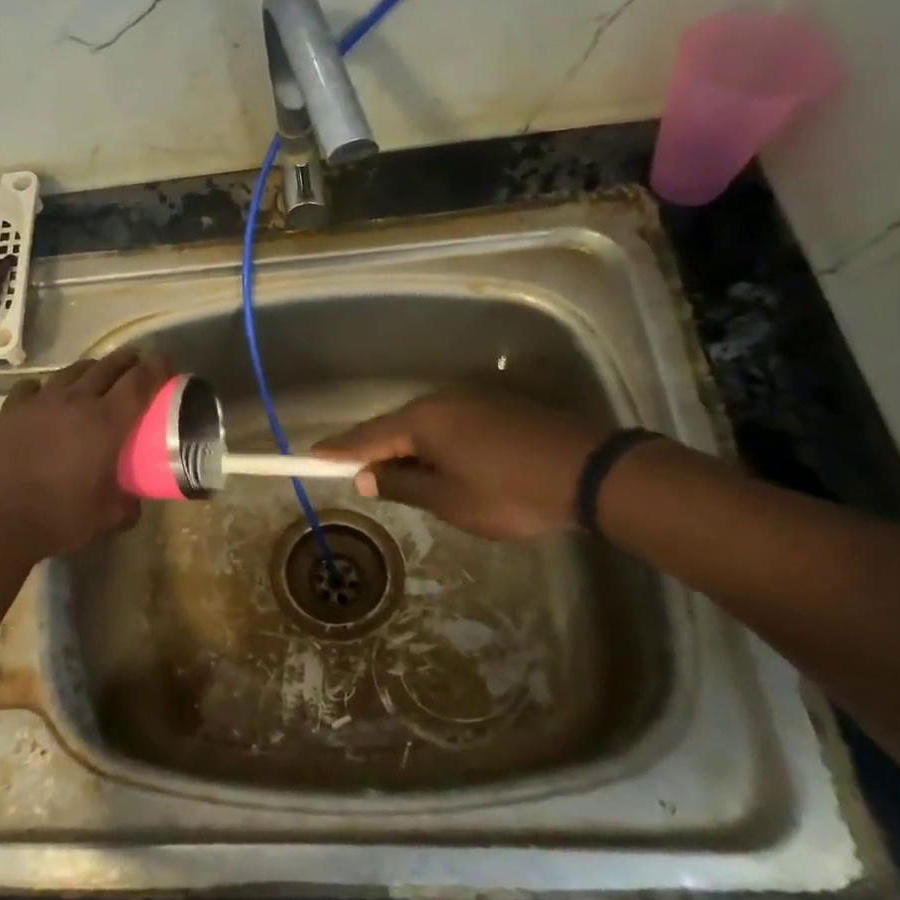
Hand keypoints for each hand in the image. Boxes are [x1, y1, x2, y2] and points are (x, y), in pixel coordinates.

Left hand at [0, 347, 170, 562]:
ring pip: (72, 370)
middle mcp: (76, 401)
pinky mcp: (11, 410)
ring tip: (96, 375)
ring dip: (91, 369)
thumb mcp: (107, 517)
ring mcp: (41, 402)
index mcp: (106, 422)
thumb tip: (134, 500)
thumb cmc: (59, 518)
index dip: (157, 368)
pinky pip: (32, 387)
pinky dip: (45, 388)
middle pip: (108, 366)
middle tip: (138, 364)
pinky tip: (45, 397)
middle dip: (128, 361)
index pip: (140, 381)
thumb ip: (128, 504)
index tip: (167, 364)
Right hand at [315, 390, 609, 540]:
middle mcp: (442, 400)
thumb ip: (401, 486)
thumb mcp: (448, 500)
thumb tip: (364, 476)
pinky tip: (440, 464)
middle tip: (355, 475)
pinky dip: (435, 444)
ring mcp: (473, 400)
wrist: (590, 471)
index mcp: (422, 420)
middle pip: (394, 426)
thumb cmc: (508, 492)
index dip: (337, 451)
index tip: (309, 457)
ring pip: (424, 425)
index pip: (366, 436)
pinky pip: (450, 424)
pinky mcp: (498, 407)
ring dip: (407, 449)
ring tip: (398, 476)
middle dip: (374, 451)